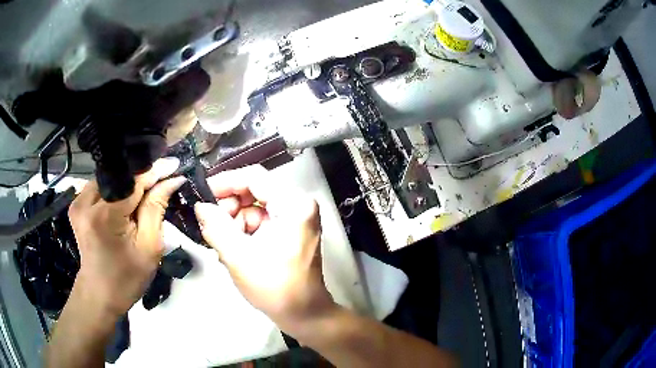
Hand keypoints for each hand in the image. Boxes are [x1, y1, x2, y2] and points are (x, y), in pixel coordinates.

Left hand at [68, 158, 185, 316]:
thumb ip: (157, 209)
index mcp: (104, 217)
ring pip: (110, 178)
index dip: (155, 171)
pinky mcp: (77, 203)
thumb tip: (172, 180)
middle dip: (143, 175)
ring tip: (147, 189)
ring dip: (129, 182)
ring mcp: (78, 201)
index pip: (133, 181)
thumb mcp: (149, 248)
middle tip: (164, 178)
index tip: (175, 164)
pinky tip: (127, 198)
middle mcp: (86, 202)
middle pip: (120, 176)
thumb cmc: (127, 278)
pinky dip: (117, 188)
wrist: (99, 293)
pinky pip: (101, 186)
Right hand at [194, 165, 335, 330]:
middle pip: (255, 191)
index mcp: (294, 205)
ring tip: (223, 245)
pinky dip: (245, 231)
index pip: (254, 178)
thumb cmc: (274, 288)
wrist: (303, 314)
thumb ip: (215, 226)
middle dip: (230, 207)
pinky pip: (262, 220)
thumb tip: (200, 206)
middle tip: (211, 226)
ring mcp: (297, 218)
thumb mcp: (238, 256)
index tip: (203, 194)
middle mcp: (299, 204)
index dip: (225, 182)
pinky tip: (235, 249)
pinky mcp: (292, 230)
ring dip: (235, 222)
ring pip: (255, 207)